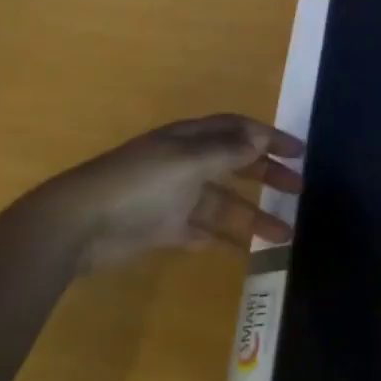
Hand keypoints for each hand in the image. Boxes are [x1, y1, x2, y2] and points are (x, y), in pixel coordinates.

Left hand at [40, 114, 305, 274]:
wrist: (80, 225)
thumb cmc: (138, 184)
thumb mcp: (187, 162)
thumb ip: (225, 153)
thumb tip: (258, 141)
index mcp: (190, 139)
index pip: (237, 130)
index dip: (268, 137)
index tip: (300, 152)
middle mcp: (186, 163)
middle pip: (235, 164)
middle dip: (267, 175)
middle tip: (300, 190)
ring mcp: (174, 197)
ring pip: (224, 203)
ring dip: (253, 216)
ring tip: (285, 236)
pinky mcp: (163, 229)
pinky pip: (202, 230)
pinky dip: (222, 238)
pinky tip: (245, 250)